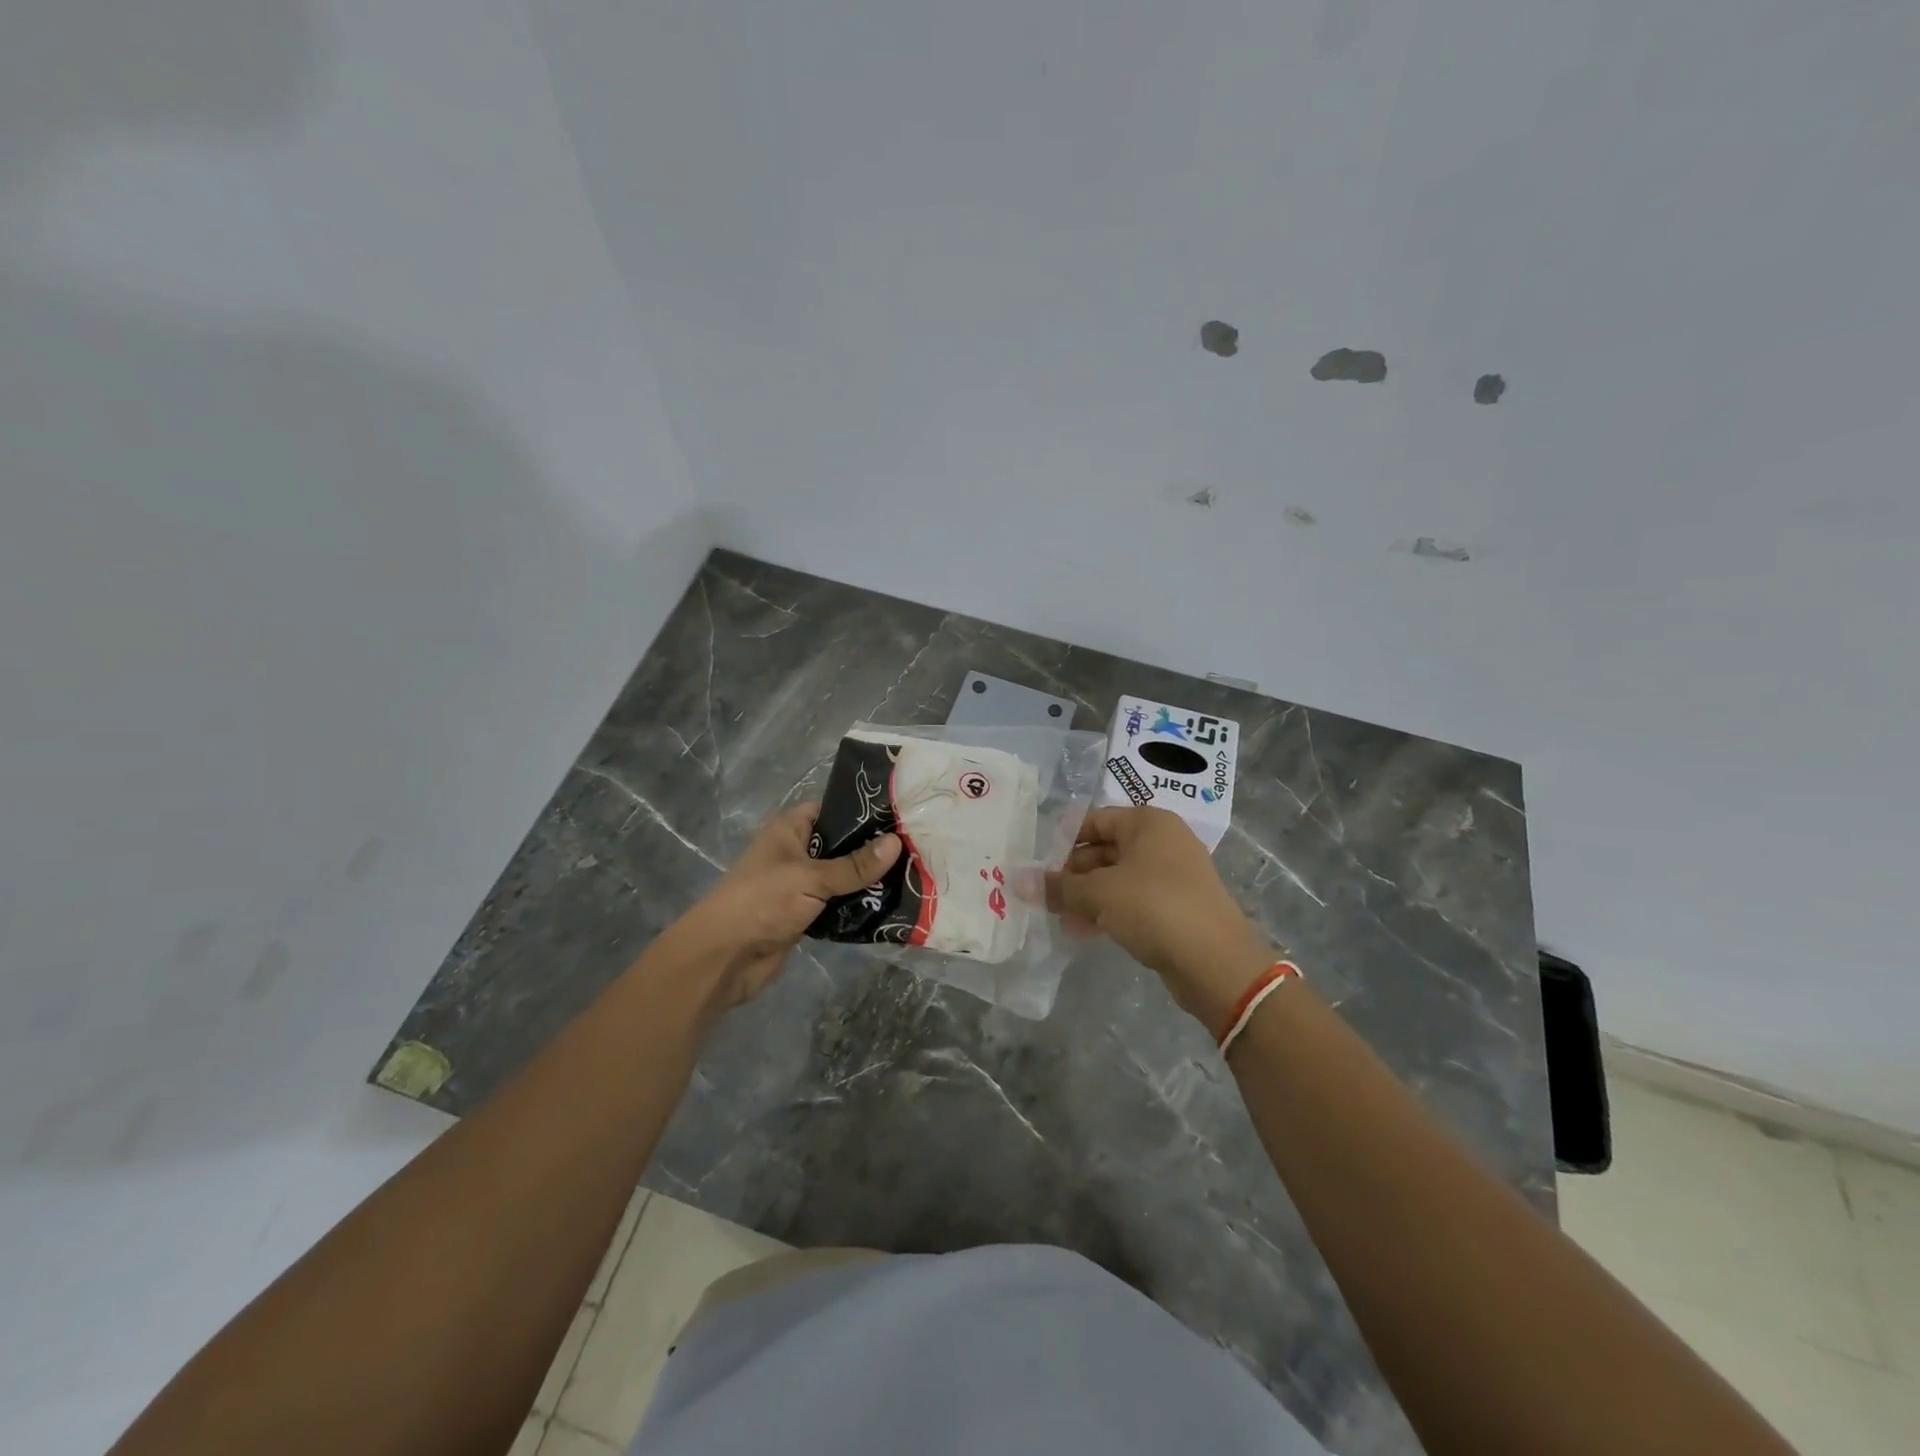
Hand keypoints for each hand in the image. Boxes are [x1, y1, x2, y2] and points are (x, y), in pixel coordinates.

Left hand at [667, 804, 899, 1013]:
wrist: (723, 958)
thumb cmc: (762, 902)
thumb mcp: (811, 878)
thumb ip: (854, 865)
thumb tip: (897, 843)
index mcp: (791, 829)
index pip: (834, 810)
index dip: (865, 812)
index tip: (903, 816)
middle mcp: (797, 852)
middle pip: (843, 845)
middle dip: (874, 851)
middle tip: (917, 849)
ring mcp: (801, 885)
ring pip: (843, 877)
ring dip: (869, 882)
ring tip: (914, 876)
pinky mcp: (806, 914)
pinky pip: (839, 904)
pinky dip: (859, 906)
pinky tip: (891, 906)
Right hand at [1046, 806, 1274, 1032]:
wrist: (1215, 961)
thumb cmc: (1154, 907)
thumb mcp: (1099, 894)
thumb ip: (1058, 887)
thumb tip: (1018, 881)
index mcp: (1148, 823)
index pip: (1095, 820)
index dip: (1064, 840)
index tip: (1037, 864)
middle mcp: (1163, 841)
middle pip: (1105, 849)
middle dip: (1073, 874)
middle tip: (1044, 897)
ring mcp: (1173, 875)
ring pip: (1117, 878)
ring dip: (1087, 896)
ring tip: (1059, 918)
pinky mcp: (1176, 906)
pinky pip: (1133, 900)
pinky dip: (1108, 911)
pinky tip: (1085, 931)